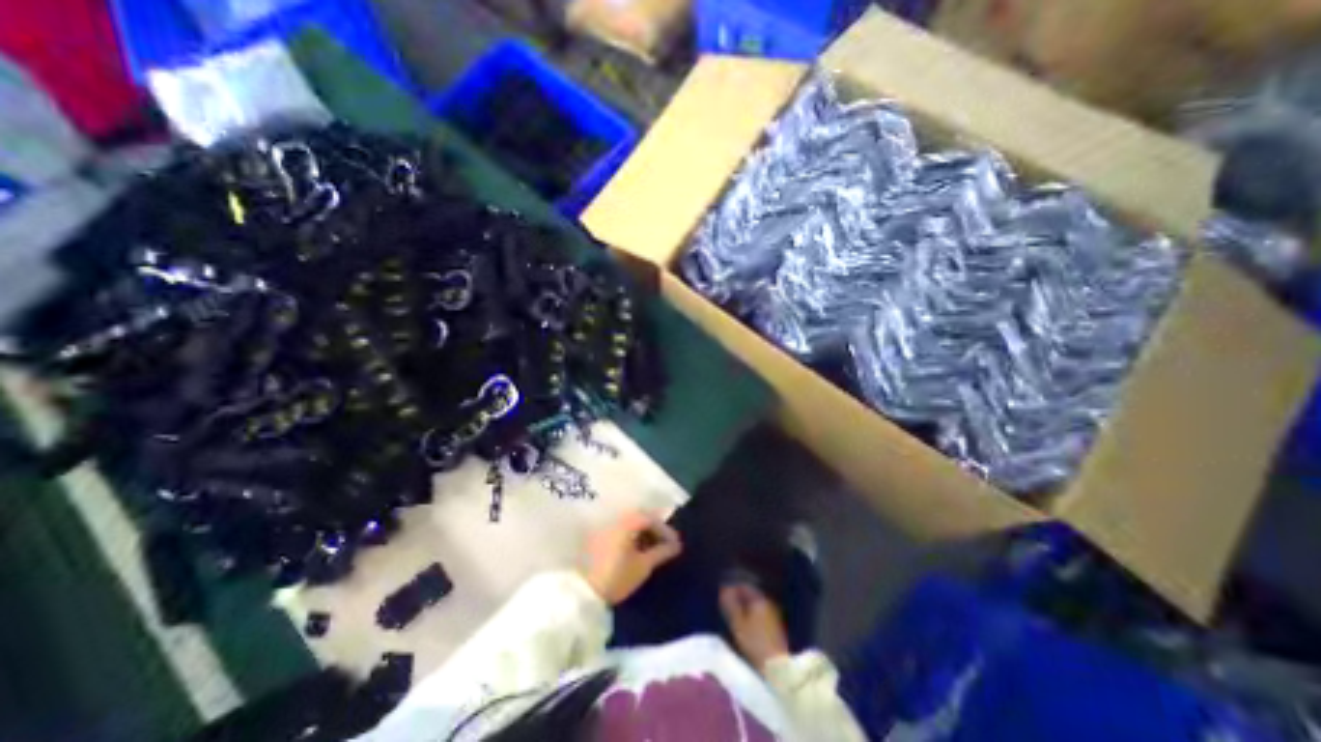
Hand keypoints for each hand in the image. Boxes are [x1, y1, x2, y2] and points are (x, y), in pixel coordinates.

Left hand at [583, 513, 679, 604]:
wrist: (584, 594)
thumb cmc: (617, 577)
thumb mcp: (643, 566)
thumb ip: (661, 552)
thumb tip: (676, 545)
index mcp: (626, 522)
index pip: (650, 518)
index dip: (665, 529)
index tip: (676, 544)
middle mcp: (615, 520)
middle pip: (639, 518)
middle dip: (654, 530)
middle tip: (666, 545)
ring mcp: (604, 529)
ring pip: (629, 525)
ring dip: (643, 534)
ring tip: (654, 549)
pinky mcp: (598, 540)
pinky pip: (620, 532)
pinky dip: (632, 538)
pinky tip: (637, 551)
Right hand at [718, 584, 788, 670]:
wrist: (776, 666)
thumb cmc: (754, 642)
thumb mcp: (738, 622)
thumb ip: (730, 604)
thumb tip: (724, 590)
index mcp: (759, 600)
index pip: (745, 587)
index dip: (733, 588)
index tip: (724, 593)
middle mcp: (768, 603)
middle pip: (751, 595)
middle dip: (740, 597)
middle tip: (728, 603)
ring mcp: (774, 614)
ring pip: (756, 604)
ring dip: (746, 606)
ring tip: (735, 614)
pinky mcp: (776, 626)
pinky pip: (761, 613)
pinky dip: (752, 614)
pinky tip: (747, 624)